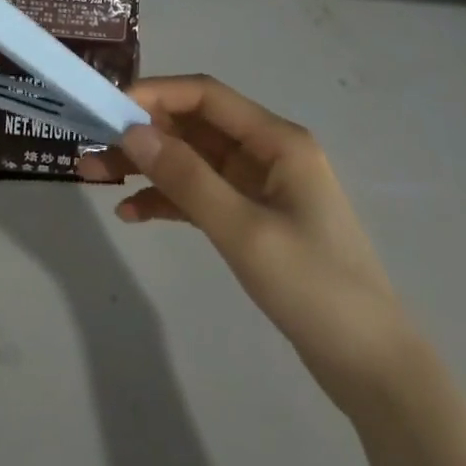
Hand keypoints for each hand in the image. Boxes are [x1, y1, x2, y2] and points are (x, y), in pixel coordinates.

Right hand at [78, 74, 416, 414]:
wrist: (375, 371)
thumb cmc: (316, 289)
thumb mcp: (245, 231)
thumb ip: (187, 179)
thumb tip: (131, 131)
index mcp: (276, 140)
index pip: (205, 96)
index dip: (156, 94)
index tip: (109, 108)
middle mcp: (265, 153)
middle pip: (193, 128)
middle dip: (142, 135)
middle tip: (91, 149)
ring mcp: (258, 187)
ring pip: (191, 161)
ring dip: (147, 167)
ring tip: (94, 177)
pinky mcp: (252, 220)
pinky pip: (199, 196)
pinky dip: (166, 200)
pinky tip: (131, 214)